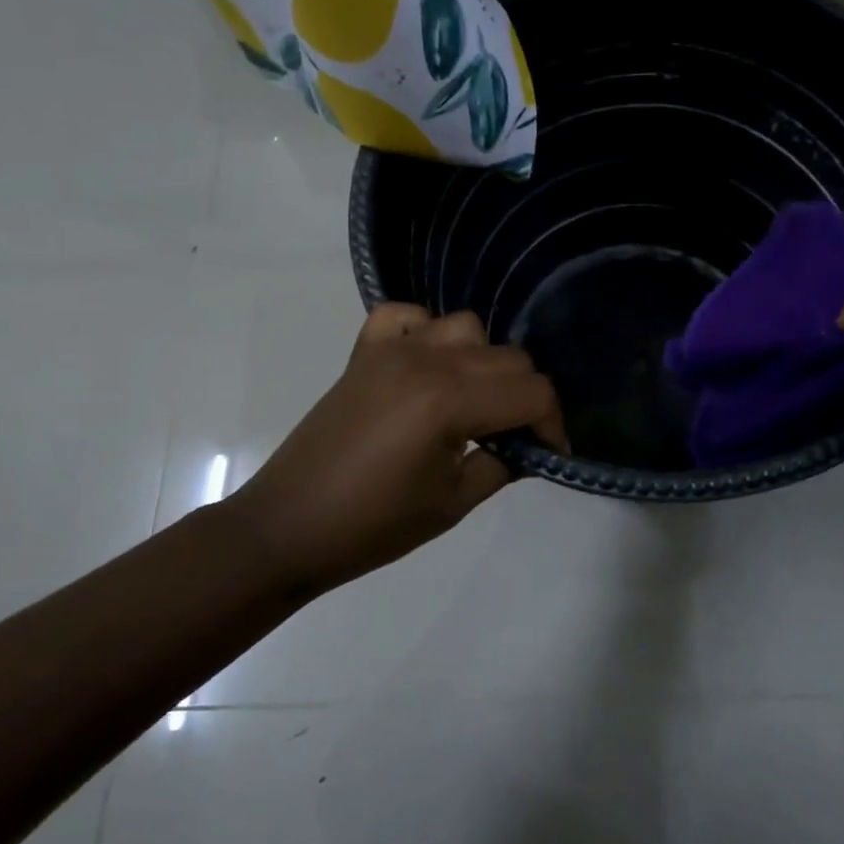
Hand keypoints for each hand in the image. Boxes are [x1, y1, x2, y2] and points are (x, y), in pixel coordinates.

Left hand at [228, 305, 564, 589]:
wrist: (290, 527)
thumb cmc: (374, 526)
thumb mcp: (454, 503)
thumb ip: (503, 464)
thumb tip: (527, 446)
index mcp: (449, 401)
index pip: (532, 392)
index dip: (552, 423)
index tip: (550, 453)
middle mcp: (426, 360)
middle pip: (507, 358)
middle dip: (525, 397)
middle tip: (516, 437)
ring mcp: (391, 349)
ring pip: (467, 328)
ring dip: (484, 361)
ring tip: (473, 401)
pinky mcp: (364, 353)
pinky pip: (406, 316)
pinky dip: (426, 330)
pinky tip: (427, 364)